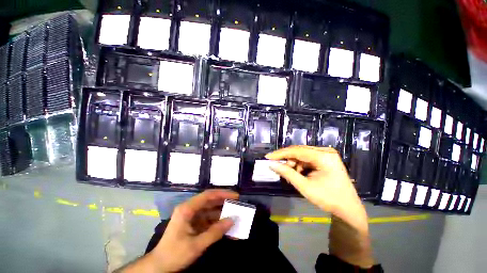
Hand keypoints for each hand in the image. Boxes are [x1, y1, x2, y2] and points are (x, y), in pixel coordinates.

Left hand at [149, 190, 238, 272]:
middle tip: (237, 203)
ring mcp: (192, 216)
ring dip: (221, 212)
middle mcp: (190, 208)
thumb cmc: (174, 254)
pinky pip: (208, 218)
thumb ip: (215, 232)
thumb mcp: (196, 245)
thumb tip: (232, 220)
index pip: (208, 195)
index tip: (235, 196)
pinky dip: (217, 221)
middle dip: (224, 201)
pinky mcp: (194, 223)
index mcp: (187, 209)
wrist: (159, 266)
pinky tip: (226, 224)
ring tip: (234, 213)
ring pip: (210, 209)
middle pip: (210, 200)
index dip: (222, 193)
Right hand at [266, 146, 359, 213]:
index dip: (281, 153)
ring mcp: (326, 154)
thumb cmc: (328, 199)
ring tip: (291, 174)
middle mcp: (325, 151)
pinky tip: (298, 173)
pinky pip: (307, 158)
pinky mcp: (325, 159)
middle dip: (287, 159)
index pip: (297, 151)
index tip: (268, 157)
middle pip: (299, 150)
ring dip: (293, 163)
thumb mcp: (305, 187)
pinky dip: (300, 165)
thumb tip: (272, 164)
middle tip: (277, 166)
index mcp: (324, 157)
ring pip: (302, 154)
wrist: (348, 209)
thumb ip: (287, 173)